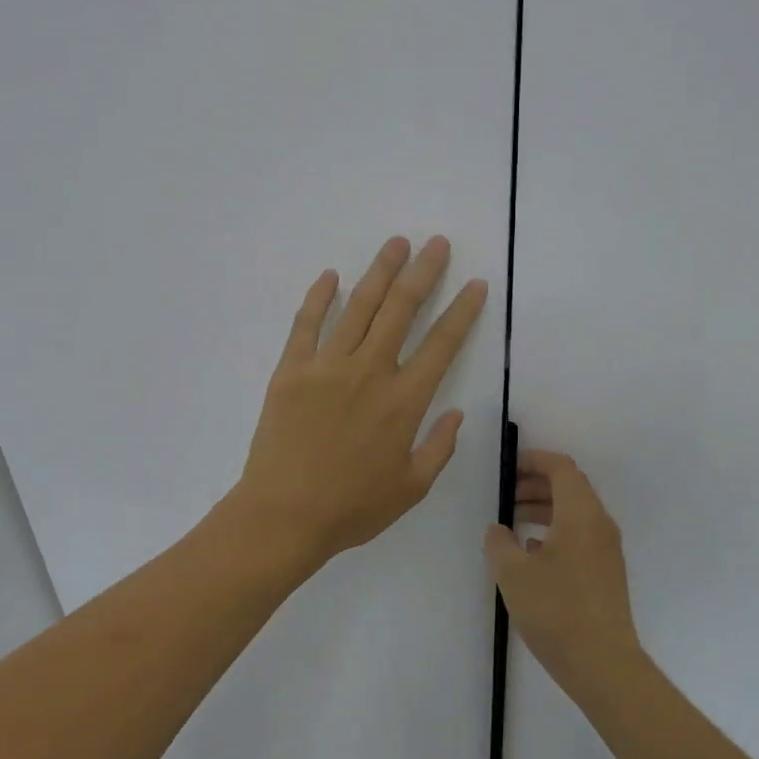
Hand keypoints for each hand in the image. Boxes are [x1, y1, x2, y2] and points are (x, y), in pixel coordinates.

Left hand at [231, 236, 487, 572]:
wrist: (283, 515)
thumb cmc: (352, 507)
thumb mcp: (411, 488)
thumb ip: (439, 447)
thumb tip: (457, 413)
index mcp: (404, 401)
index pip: (442, 344)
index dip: (462, 311)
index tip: (476, 285)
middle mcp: (370, 372)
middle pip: (401, 309)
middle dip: (424, 272)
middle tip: (437, 243)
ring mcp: (327, 366)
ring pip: (359, 306)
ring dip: (380, 271)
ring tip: (397, 244)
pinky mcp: (291, 370)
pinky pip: (306, 323)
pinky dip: (319, 297)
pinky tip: (330, 275)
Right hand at [484, 450, 644, 695]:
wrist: (603, 664)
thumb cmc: (556, 610)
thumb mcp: (513, 574)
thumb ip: (499, 543)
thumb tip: (497, 529)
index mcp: (580, 514)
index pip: (562, 468)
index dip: (534, 461)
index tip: (508, 469)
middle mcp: (599, 524)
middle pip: (570, 487)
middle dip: (537, 485)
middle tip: (506, 496)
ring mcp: (607, 549)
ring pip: (575, 513)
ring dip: (545, 509)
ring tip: (513, 523)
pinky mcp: (607, 572)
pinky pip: (580, 535)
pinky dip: (556, 531)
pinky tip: (532, 554)